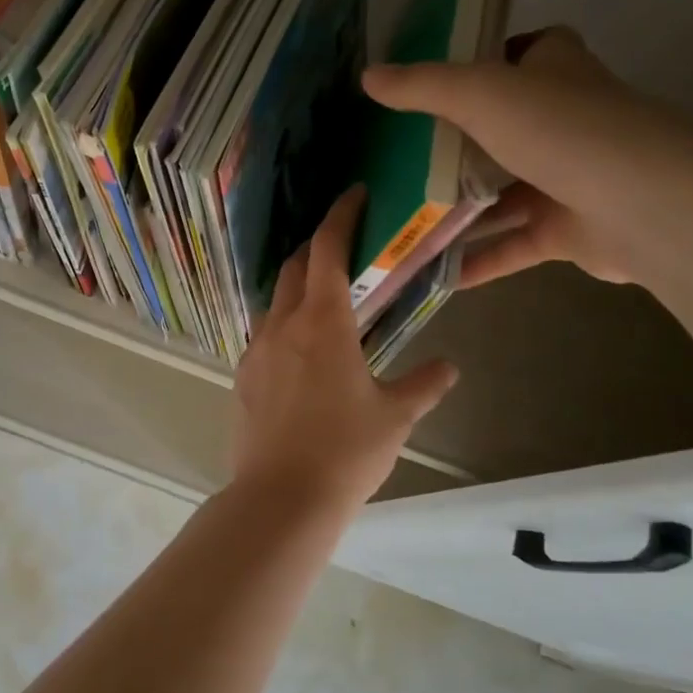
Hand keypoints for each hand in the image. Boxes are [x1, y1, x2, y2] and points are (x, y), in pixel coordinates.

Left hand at [232, 186, 459, 509]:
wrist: (282, 496)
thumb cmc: (346, 451)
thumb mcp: (395, 417)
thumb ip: (423, 385)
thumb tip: (449, 368)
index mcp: (323, 322)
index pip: (328, 250)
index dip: (340, 217)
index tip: (353, 196)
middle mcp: (283, 324)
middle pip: (296, 267)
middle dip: (317, 247)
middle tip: (343, 246)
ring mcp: (256, 349)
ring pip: (275, 299)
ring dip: (298, 286)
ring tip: (323, 296)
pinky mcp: (243, 375)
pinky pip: (263, 332)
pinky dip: (283, 322)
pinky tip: (300, 347)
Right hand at [362, 28, 692, 288]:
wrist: (644, 205)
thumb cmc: (561, 130)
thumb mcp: (479, 94)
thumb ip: (423, 86)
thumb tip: (368, 76)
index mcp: (553, 70)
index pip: (516, 53)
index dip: (476, 61)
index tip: (426, 82)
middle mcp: (563, 119)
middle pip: (499, 126)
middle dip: (452, 142)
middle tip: (395, 155)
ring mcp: (567, 176)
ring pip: (501, 191)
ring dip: (458, 207)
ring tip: (401, 215)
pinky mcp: (567, 228)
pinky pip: (511, 243)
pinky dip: (478, 257)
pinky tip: (435, 271)